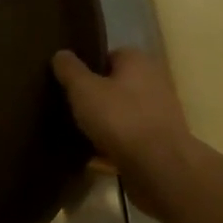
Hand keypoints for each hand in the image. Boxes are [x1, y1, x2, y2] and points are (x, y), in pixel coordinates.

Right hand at [52, 48, 202, 214]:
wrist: (160, 168)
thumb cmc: (120, 118)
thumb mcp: (82, 88)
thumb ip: (69, 68)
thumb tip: (61, 54)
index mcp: (138, 61)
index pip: (108, 55)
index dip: (87, 67)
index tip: (69, 82)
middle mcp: (154, 81)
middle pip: (116, 84)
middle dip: (96, 95)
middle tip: (71, 105)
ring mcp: (161, 113)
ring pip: (123, 111)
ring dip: (105, 120)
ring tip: (78, 130)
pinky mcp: (161, 142)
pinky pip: (130, 136)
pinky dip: (114, 142)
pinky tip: (94, 152)